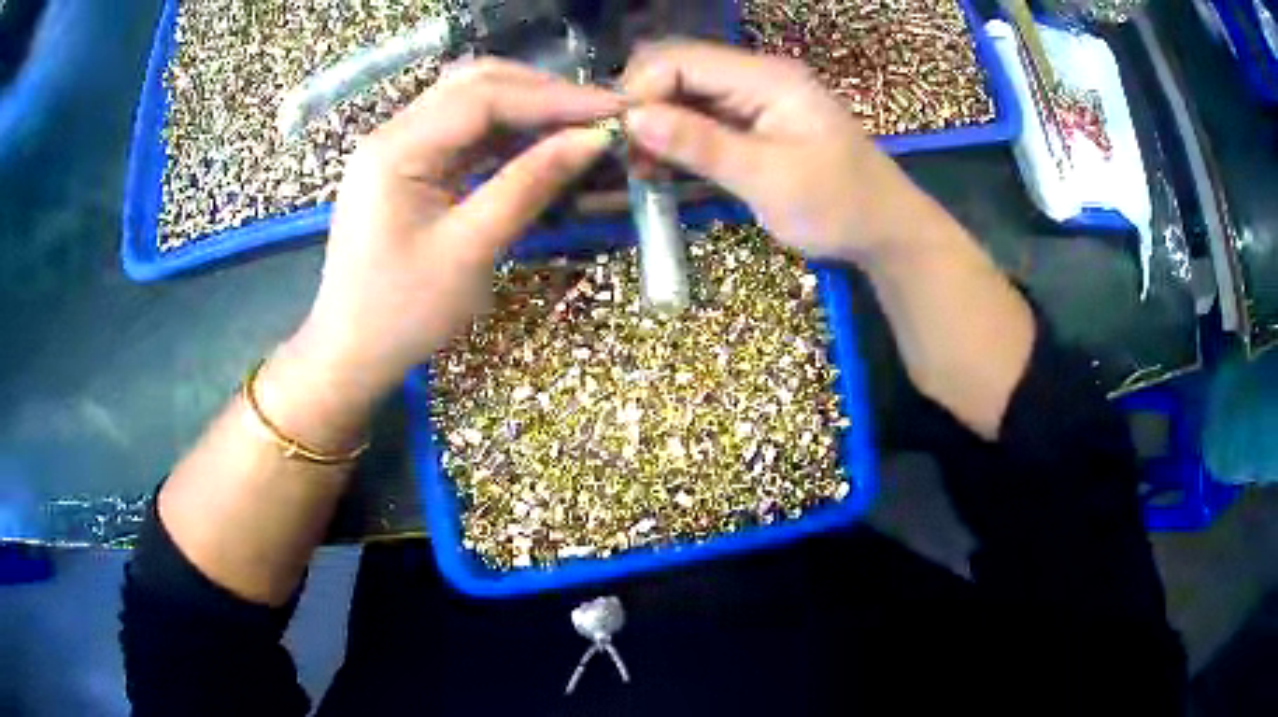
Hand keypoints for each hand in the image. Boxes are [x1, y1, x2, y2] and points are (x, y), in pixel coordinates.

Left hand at [286, 59, 623, 402]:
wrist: (350, 353)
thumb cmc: (402, 313)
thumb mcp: (470, 250)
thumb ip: (529, 185)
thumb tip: (591, 140)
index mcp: (396, 148)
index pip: (484, 97)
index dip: (553, 98)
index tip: (612, 110)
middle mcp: (392, 134)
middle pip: (474, 85)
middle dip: (540, 92)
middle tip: (598, 113)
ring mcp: (396, 149)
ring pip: (469, 104)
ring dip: (524, 108)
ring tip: (578, 124)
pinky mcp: (405, 169)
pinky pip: (461, 135)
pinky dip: (503, 134)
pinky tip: (539, 143)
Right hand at [621, 42, 939, 263]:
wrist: (884, 228)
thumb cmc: (837, 205)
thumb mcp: (769, 179)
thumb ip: (702, 145)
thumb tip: (633, 118)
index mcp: (767, 78)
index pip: (682, 59)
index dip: (640, 90)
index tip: (619, 137)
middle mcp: (756, 76)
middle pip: (678, 69)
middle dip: (643, 105)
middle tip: (627, 156)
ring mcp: (755, 97)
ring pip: (685, 92)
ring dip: (656, 123)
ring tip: (640, 167)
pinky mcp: (753, 120)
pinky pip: (701, 115)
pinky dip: (676, 136)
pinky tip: (662, 164)